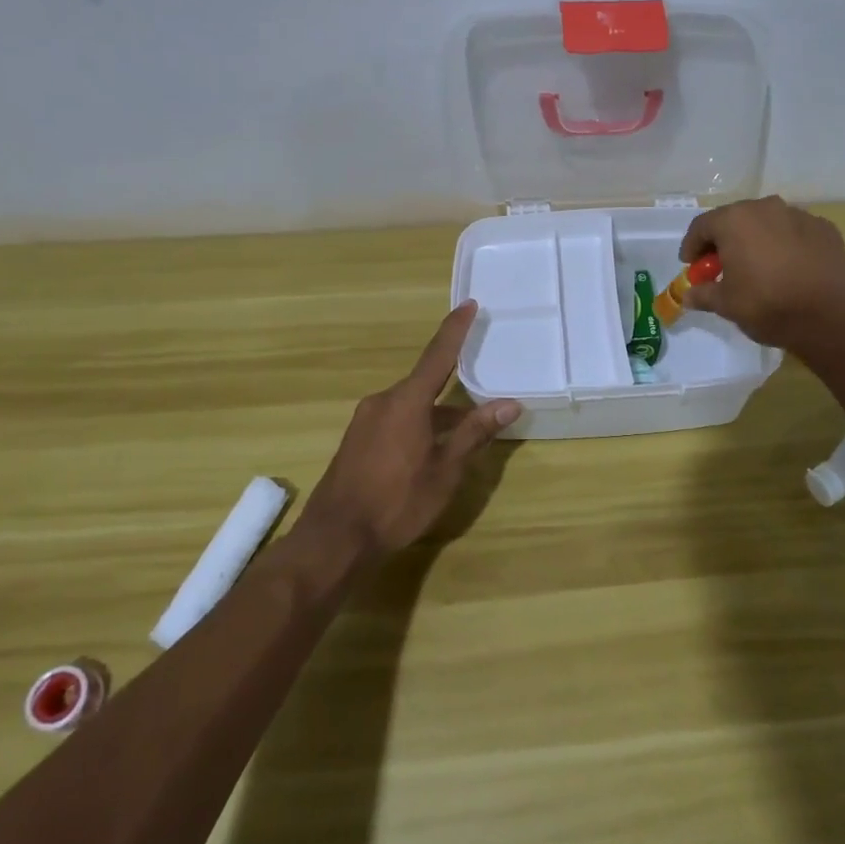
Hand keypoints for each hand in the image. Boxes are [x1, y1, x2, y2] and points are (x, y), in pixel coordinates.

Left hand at [301, 302, 520, 559]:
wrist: (335, 539)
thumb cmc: (397, 502)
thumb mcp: (445, 470)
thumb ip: (475, 432)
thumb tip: (509, 404)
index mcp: (406, 401)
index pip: (438, 355)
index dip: (455, 329)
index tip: (469, 304)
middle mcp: (383, 401)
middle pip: (425, 384)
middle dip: (453, 390)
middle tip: (480, 398)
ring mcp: (365, 421)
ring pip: (411, 406)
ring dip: (436, 414)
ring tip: (461, 436)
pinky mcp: (356, 440)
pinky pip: (395, 420)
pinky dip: (417, 425)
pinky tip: (429, 452)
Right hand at [679, 196, 844, 351]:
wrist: (829, 317)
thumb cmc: (767, 305)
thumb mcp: (726, 304)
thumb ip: (703, 294)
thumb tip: (688, 295)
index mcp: (735, 220)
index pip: (702, 226)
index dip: (692, 246)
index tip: (690, 265)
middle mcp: (766, 208)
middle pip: (735, 219)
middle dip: (724, 241)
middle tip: (721, 266)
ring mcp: (799, 215)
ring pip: (767, 223)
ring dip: (756, 240)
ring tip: (757, 266)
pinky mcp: (825, 228)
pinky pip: (795, 232)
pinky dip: (786, 245)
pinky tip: (788, 268)